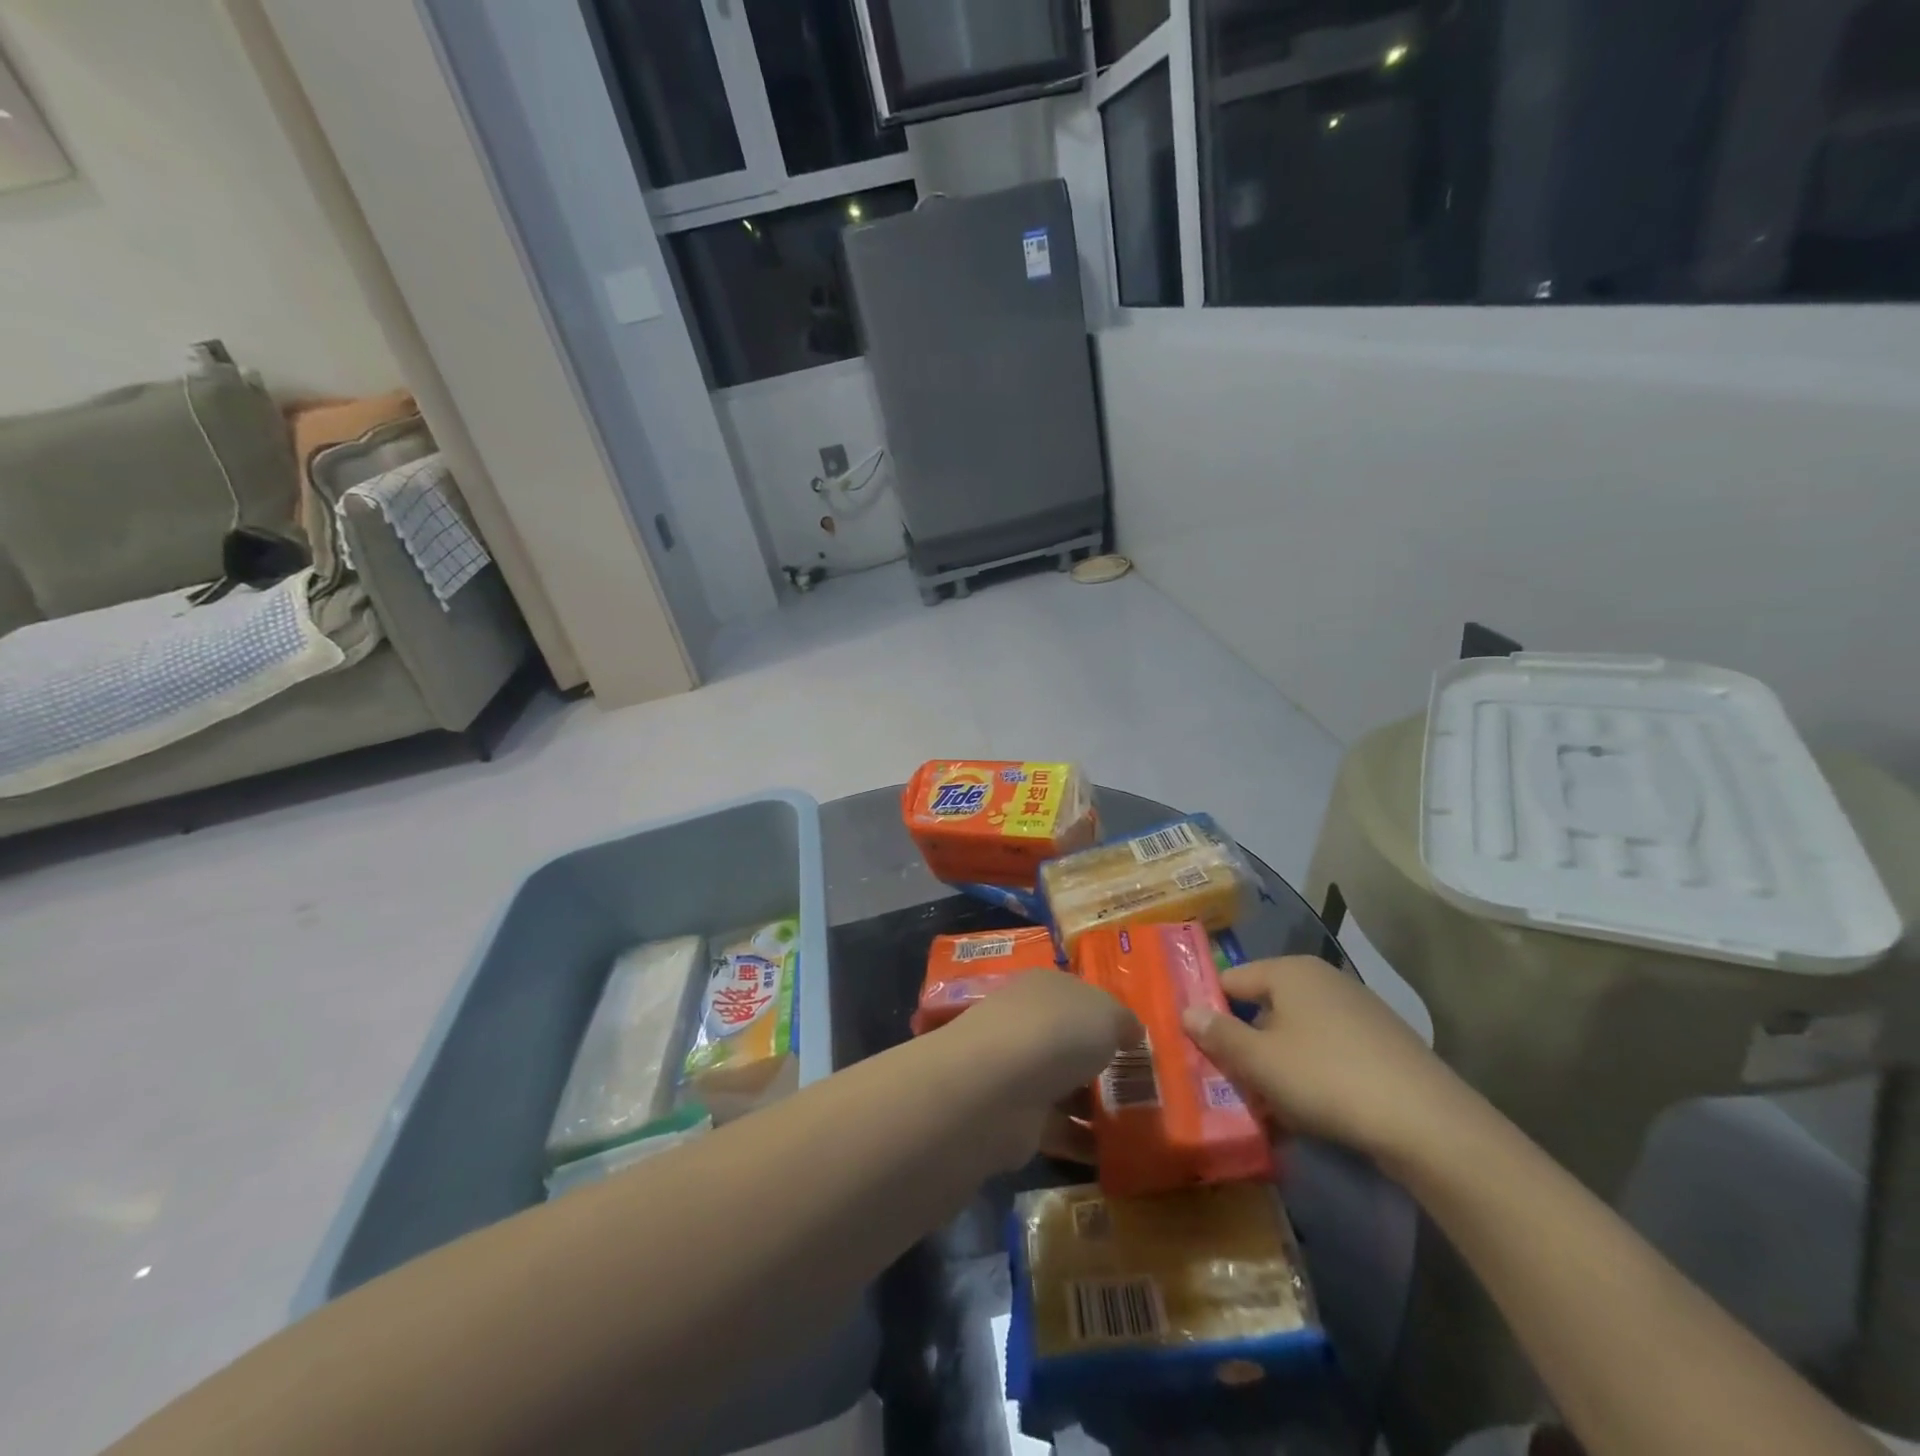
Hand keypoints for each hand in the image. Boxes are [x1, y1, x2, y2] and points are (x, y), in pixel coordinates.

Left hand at [949, 970, 1138, 1169]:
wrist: (997, 1087)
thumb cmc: (1056, 1032)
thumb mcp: (1106, 1014)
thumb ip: (1123, 1021)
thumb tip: (1131, 1031)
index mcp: (1045, 988)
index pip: (1078, 997)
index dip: (1107, 1016)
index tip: (1139, 1042)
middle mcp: (1027, 1023)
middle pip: (1070, 1042)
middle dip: (1102, 1063)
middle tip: (1145, 1087)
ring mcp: (1018, 1071)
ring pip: (1065, 1086)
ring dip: (1095, 1106)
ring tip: (1140, 1125)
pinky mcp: (1016, 1117)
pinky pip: (1059, 1128)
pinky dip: (1084, 1142)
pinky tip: (1117, 1155)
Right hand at [1180, 956, 1469, 1165]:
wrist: (1429, 1124)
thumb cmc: (1327, 1079)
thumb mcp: (1259, 1061)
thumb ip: (1218, 1034)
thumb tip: (1186, 1011)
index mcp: (1290, 970)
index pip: (1231, 980)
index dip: (1210, 1012)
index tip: (1197, 1048)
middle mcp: (1323, 979)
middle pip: (1265, 1007)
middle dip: (1246, 1045)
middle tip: (1231, 1083)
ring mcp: (1358, 1009)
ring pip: (1297, 1033)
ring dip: (1278, 1065)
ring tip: (1269, 1107)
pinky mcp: (1383, 1043)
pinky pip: (1329, 1051)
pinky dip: (1313, 1074)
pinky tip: (1313, 1111)